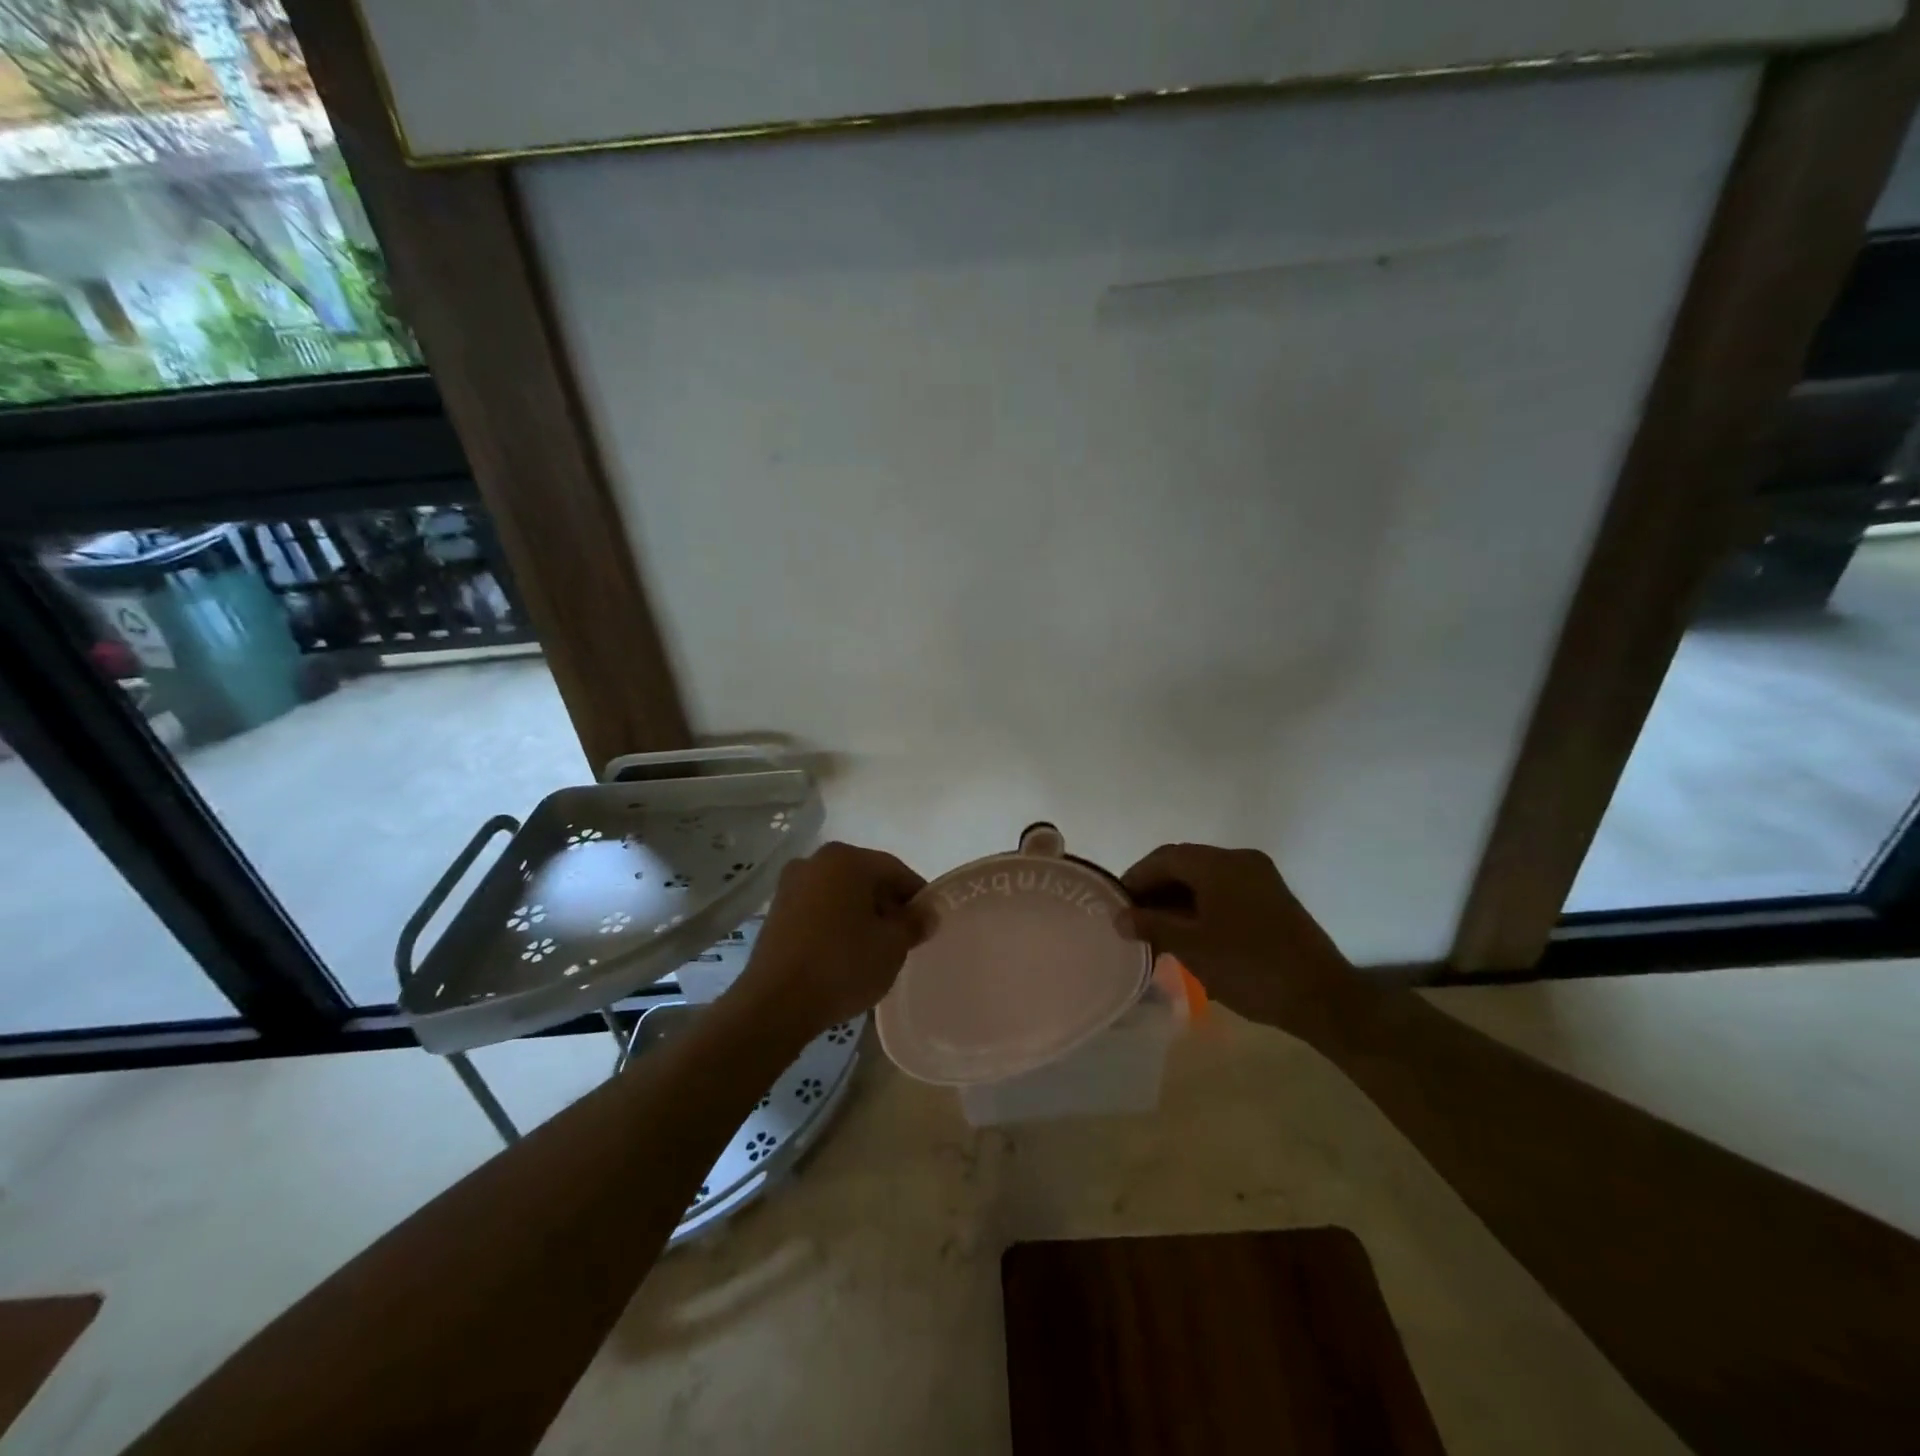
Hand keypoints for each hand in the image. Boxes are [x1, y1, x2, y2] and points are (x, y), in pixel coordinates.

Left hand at [730, 841, 928, 1042]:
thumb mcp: (893, 945)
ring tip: (873, 951)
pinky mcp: (775, 913)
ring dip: (860, 915)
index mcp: (847, 859)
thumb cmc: (843, 965)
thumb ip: (915, 923)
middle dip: (887, 905)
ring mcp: (790, 886)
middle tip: (903, 940)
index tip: (928, 924)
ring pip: (840, 895)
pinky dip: (835, 924)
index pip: (896, 871)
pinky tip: (843, 954)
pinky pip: (818, 910)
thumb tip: (927, 912)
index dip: (917, 897)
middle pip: (866, 879)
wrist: (775, 1003)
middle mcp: (815, 861)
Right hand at [1118, 843, 1366, 1046]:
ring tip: (1158, 931)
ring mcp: (1261, 878)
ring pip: (1206, 879)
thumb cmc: (1248, 967)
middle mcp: (1240, 860)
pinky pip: (1226, 891)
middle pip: (1185, 864)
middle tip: (1134, 920)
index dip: (1136, 878)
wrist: (1322, 997)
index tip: (1116, 904)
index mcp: (1219, 863)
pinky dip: (1202, 906)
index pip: (1164, 857)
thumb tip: (1119, 916)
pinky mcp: (1273, 899)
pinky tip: (1190, 933)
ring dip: (1178, 899)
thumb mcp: (1191, 947)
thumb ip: (1151, 925)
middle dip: (1156, 890)